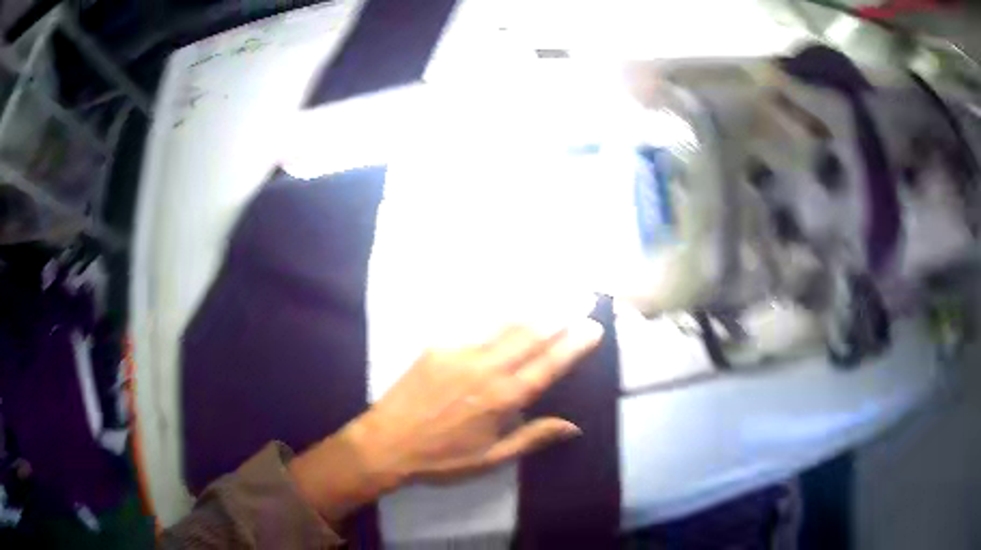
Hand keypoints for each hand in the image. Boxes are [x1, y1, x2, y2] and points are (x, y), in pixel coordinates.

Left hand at [290, 318, 603, 524]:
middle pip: (530, 335)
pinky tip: (509, 304)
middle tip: (583, 298)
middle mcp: (486, 369)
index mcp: (502, 399)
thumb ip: (532, 438)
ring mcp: (460, 352)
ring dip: (534, 308)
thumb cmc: (442, 458)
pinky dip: (498, 315)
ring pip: (505, 325)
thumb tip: (573, 426)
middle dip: (560, 315)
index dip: (573, 345)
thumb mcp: (491, 458)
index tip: (593, 327)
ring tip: (555, 293)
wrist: (386, 443)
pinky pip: (475, 326)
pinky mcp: (438, 346)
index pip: (548, 366)